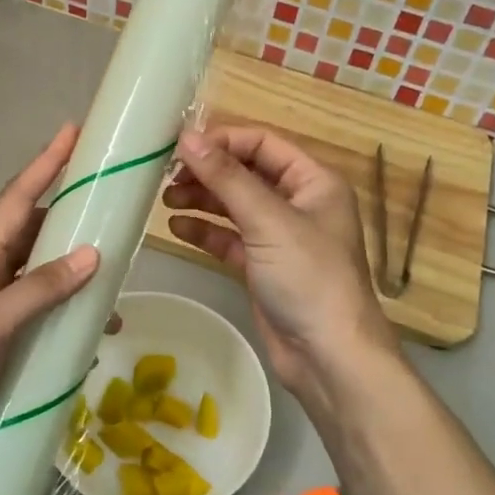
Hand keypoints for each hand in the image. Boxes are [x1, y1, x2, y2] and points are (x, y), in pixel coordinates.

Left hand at [0, 123, 98, 492]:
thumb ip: (37, 290)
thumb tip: (91, 253)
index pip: (16, 199)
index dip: (45, 163)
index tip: (74, 131)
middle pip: (32, 230)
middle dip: (69, 212)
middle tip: (113, 202)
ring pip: (39, 272)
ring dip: (74, 268)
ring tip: (116, 272)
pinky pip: (40, 312)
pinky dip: (66, 311)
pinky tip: (93, 329)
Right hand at [163, 126, 397, 419]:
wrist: (329, 357)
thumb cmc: (308, 277)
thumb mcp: (268, 221)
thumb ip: (226, 177)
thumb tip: (188, 137)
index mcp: (313, 181)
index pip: (263, 143)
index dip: (222, 140)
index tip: (181, 146)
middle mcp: (298, 203)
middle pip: (246, 173)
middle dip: (207, 172)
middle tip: (166, 176)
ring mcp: (280, 237)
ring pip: (234, 206)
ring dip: (202, 199)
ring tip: (165, 200)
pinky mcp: (263, 266)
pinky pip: (229, 238)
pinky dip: (205, 231)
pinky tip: (177, 228)